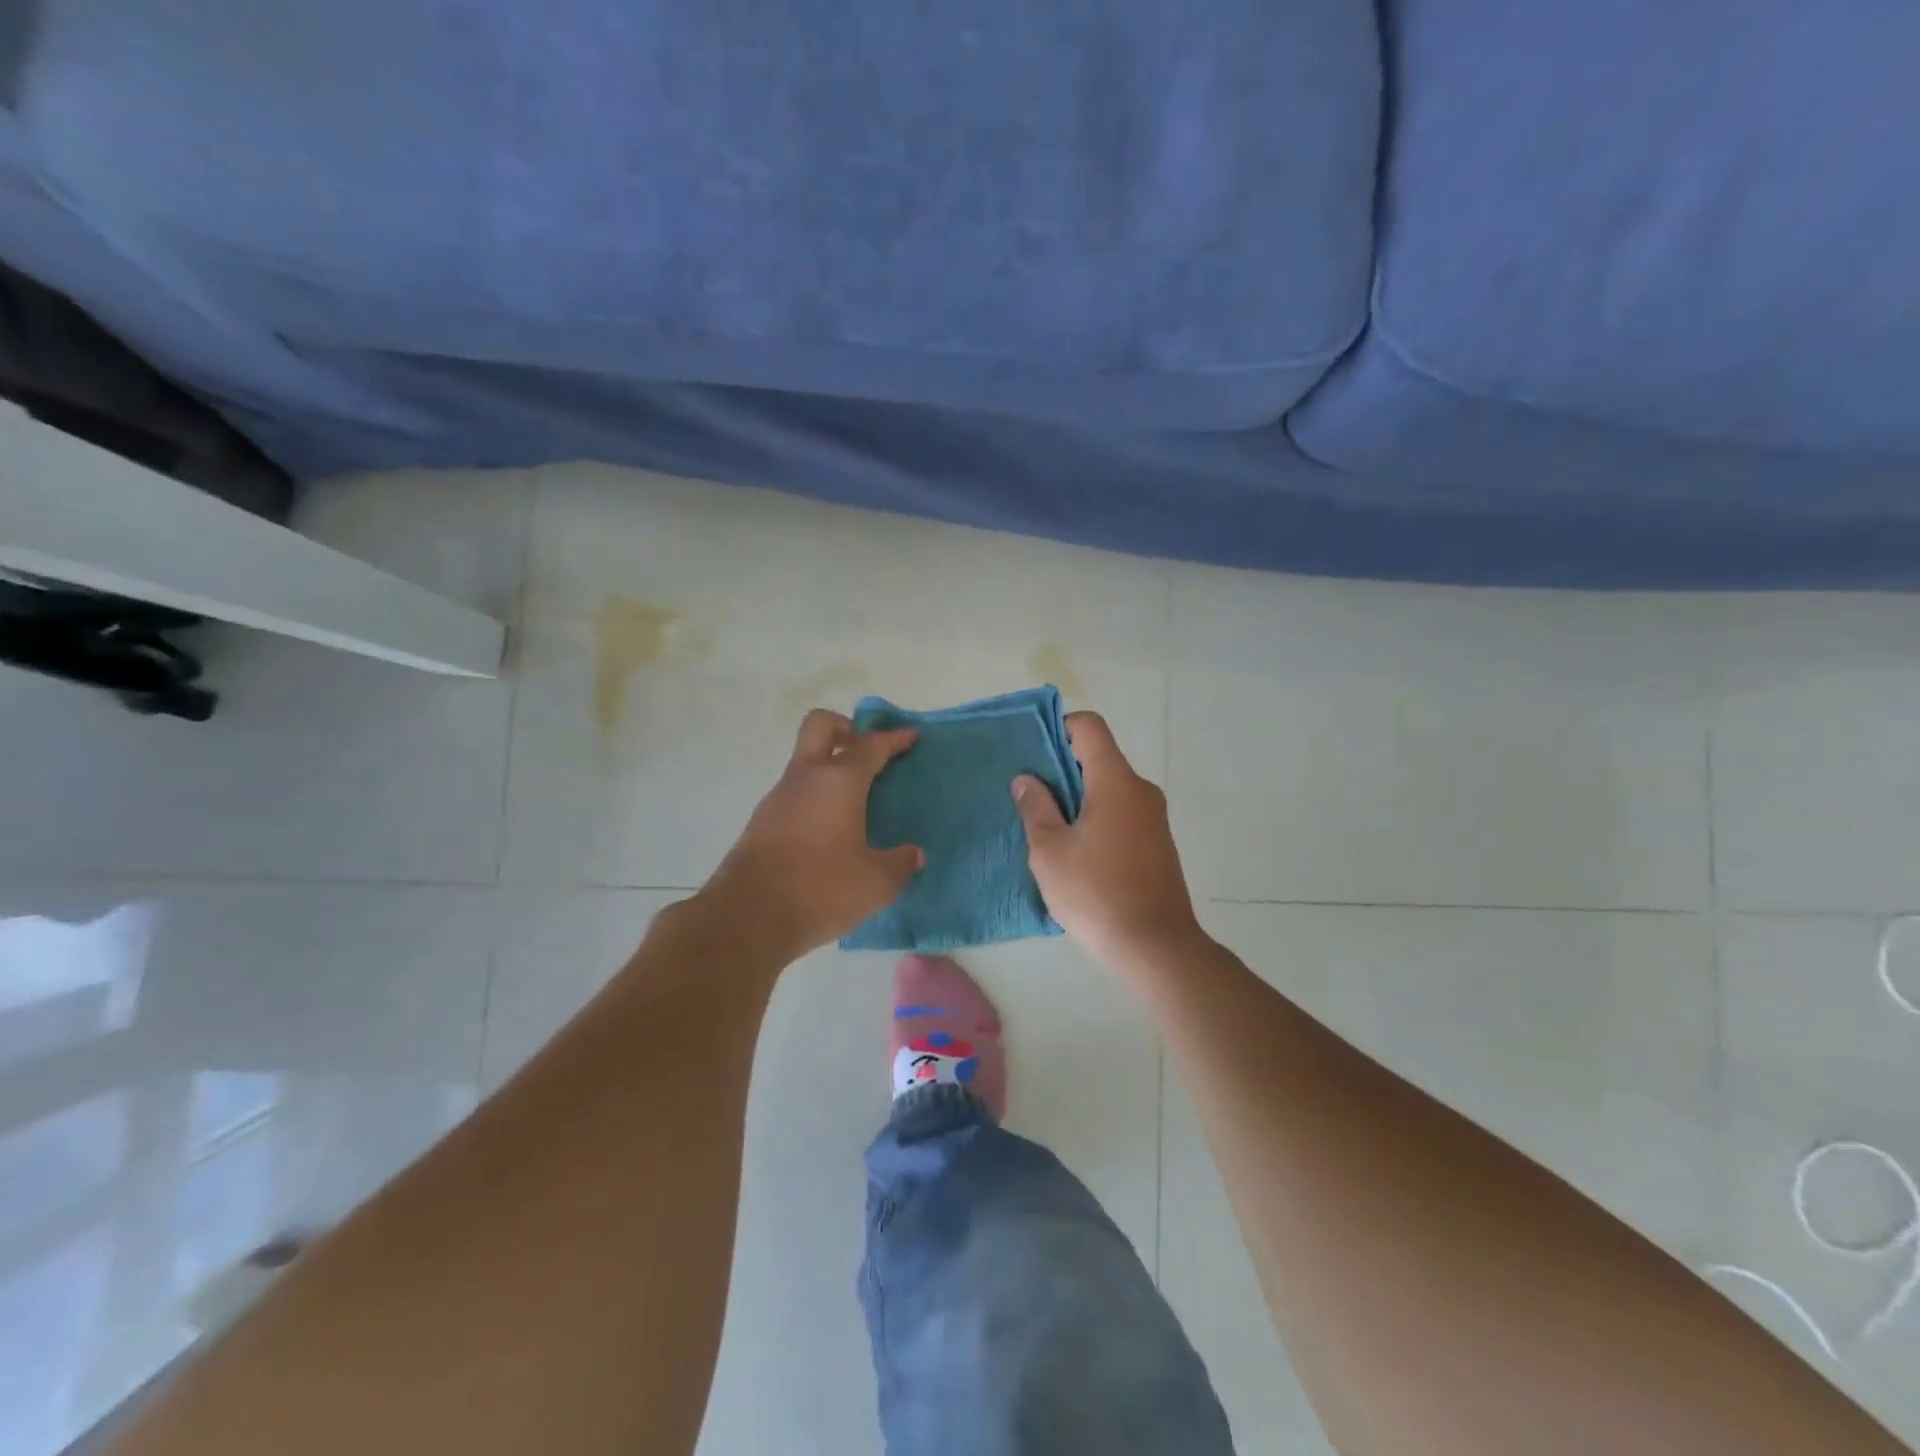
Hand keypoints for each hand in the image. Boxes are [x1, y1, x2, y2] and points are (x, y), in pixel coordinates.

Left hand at [700, 710, 923, 961]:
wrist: (747, 918)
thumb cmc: (820, 889)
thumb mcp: (876, 883)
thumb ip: (899, 864)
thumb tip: (912, 855)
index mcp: (839, 781)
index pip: (871, 746)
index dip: (894, 738)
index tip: (911, 737)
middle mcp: (805, 779)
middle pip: (821, 726)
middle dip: (846, 728)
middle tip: (868, 754)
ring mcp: (777, 799)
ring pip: (804, 763)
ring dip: (829, 770)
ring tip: (855, 804)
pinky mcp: (760, 824)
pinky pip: (794, 796)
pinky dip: (815, 800)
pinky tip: (830, 833)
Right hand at [1012, 712, 1205, 971]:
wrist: (1156, 948)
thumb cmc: (1096, 893)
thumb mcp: (1050, 851)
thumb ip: (1036, 807)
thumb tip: (1027, 779)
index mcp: (1115, 782)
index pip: (1090, 727)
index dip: (1059, 727)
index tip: (1033, 753)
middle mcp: (1140, 790)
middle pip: (1099, 758)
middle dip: (1061, 769)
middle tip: (1028, 794)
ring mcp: (1153, 818)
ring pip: (1109, 789)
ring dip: (1078, 798)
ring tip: (1046, 827)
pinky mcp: (1157, 844)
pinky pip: (1121, 814)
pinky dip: (1096, 818)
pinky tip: (1075, 852)